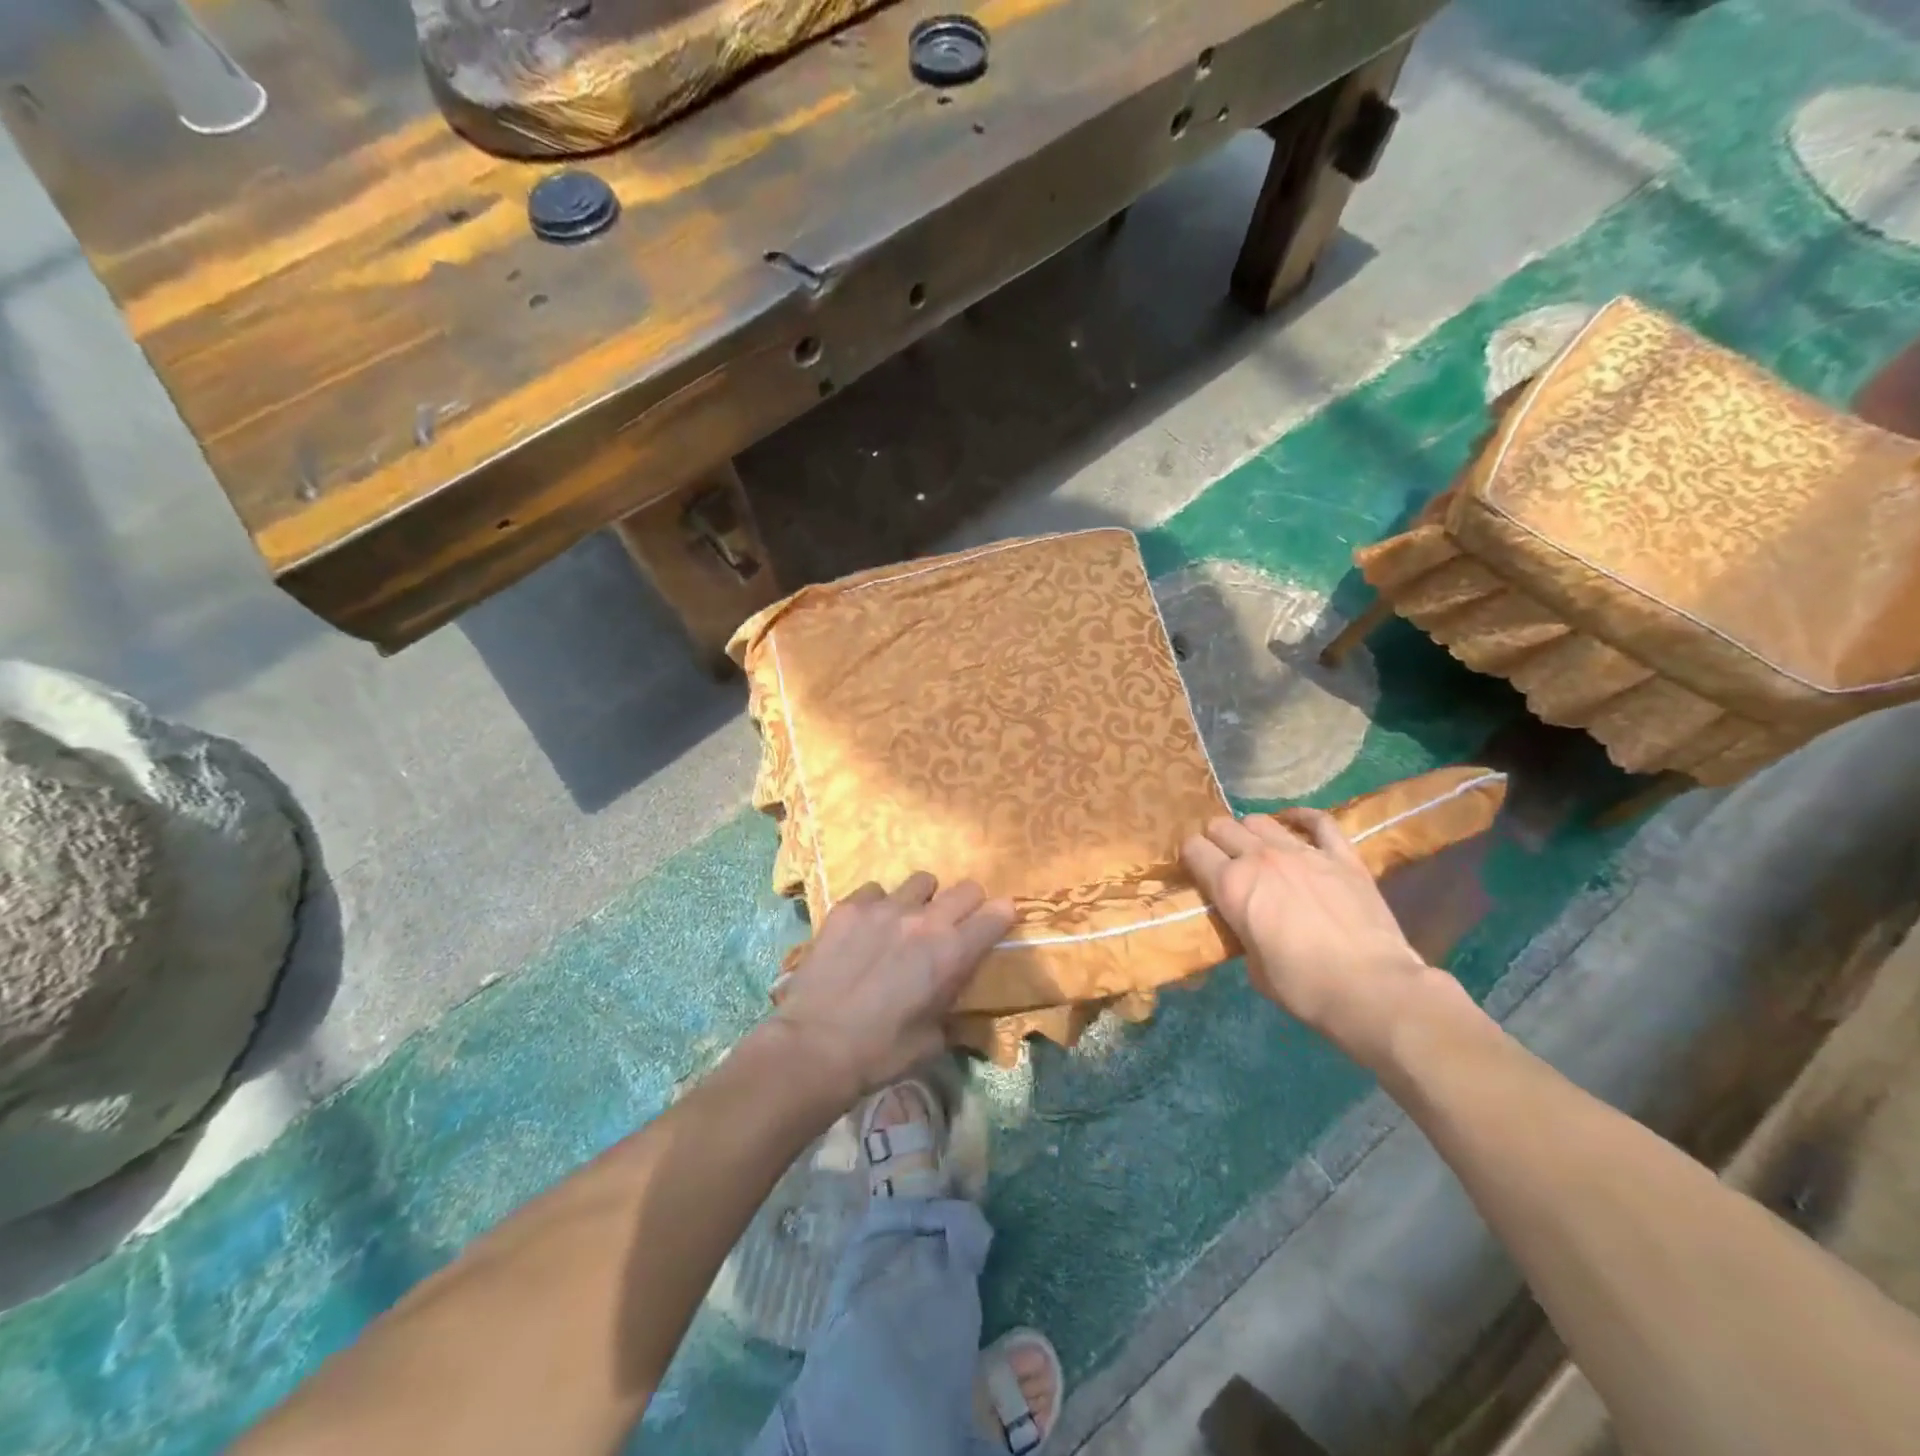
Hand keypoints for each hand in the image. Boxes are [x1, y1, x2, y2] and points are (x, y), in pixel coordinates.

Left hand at [769, 873, 1015, 1104]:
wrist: (815, 1046)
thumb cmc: (881, 1053)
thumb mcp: (933, 1041)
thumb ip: (951, 1010)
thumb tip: (954, 1003)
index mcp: (952, 952)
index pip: (997, 914)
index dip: (1001, 918)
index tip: (996, 926)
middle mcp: (924, 920)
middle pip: (966, 888)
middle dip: (968, 904)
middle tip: (954, 925)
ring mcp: (884, 907)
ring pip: (921, 881)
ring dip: (922, 900)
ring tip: (906, 922)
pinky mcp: (849, 907)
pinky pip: (875, 891)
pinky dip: (878, 905)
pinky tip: (865, 929)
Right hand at [1181, 809, 1464, 1067]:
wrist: (1371, 988)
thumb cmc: (1303, 987)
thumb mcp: (1252, 965)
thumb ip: (1241, 929)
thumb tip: (1246, 920)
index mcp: (1231, 885)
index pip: (1193, 849)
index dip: (1190, 857)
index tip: (1196, 870)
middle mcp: (1260, 858)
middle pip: (1222, 826)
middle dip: (1216, 840)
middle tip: (1224, 860)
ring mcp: (1303, 851)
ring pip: (1261, 820)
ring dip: (1251, 832)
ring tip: (1257, 848)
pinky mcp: (1342, 856)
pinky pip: (1318, 821)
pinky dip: (1302, 818)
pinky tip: (1295, 821)